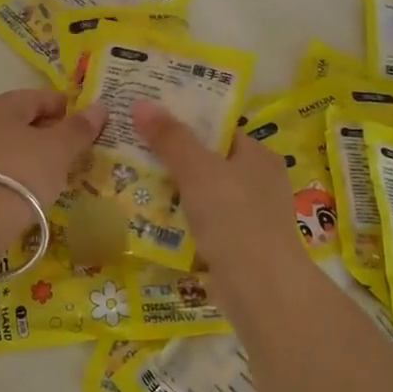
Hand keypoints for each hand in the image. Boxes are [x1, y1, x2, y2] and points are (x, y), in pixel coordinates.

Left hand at [0, 89, 106, 209]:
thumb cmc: (20, 173)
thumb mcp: (58, 150)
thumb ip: (78, 128)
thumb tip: (99, 107)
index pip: (39, 97)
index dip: (66, 109)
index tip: (86, 127)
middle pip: (19, 120)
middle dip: (47, 133)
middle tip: (72, 153)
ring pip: (5, 145)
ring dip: (28, 154)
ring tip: (51, 174)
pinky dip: (11, 173)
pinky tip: (24, 190)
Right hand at [132, 102, 307, 285]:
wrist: (260, 289)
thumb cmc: (234, 218)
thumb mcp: (198, 170)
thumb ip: (171, 138)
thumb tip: (141, 103)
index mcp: (258, 156)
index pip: (219, 128)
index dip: (186, 120)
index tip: (150, 116)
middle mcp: (259, 182)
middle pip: (208, 160)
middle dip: (173, 156)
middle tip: (132, 146)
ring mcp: (250, 216)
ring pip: (203, 193)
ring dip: (173, 189)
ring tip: (132, 178)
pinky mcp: (237, 246)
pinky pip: (202, 222)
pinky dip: (180, 219)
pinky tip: (150, 217)